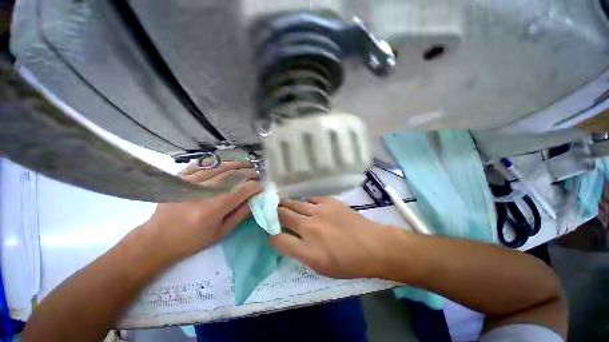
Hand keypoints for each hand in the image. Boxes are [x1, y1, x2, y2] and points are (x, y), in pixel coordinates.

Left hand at [144, 161, 261, 259]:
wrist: (157, 239)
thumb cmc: (192, 240)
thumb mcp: (221, 233)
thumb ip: (240, 214)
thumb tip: (255, 199)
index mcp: (213, 209)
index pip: (242, 190)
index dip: (255, 186)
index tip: (262, 186)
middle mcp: (203, 192)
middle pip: (233, 175)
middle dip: (249, 172)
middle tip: (258, 173)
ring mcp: (190, 182)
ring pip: (220, 166)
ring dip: (237, 164)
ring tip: (247, 164)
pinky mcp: (180, 178)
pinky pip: (203, 164)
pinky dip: (218, 161)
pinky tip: (227, 162)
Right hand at [271, 197, 398, 278]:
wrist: (373, 246)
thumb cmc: (348, 263)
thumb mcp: (320, 267)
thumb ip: (299, 253)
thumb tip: (285, 240)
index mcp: (307, 249)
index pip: (278, 239)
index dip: (270, 236)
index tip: (270, 233)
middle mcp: (310, 227)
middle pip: (283, 215)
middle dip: (274, 213)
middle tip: (271, 212)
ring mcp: (320, 211)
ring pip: (295, 203)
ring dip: (287, 205)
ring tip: (283, 205)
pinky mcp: (329, 202)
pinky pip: (311, 198)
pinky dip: (305, 202)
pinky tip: (307, 205)